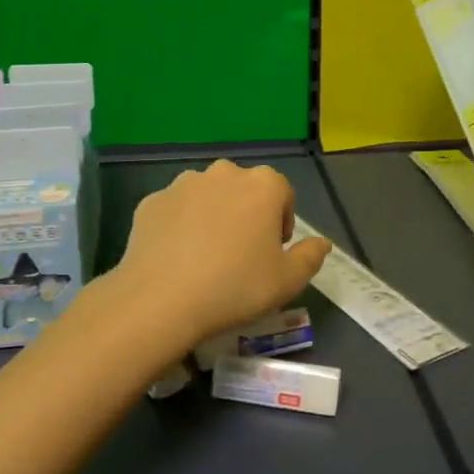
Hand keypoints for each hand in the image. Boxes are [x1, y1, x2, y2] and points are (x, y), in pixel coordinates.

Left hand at [112, 160, 332, 346]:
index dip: (281, 222)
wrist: (161, 300)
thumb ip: (310, 257)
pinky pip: (175, 210)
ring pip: (207, 196)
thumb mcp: (287, 281)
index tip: (272, 252)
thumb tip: (322, 242)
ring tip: (206, 256)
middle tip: (241, 254)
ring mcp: (183, 184)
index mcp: (262, 185)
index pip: (283, 193)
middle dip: (247, 214)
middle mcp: (223, 173)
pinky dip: (180, 226)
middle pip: (244, 189)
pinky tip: (177, 258)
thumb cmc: (235, 287)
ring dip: (212, 216)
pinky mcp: (151, 201)